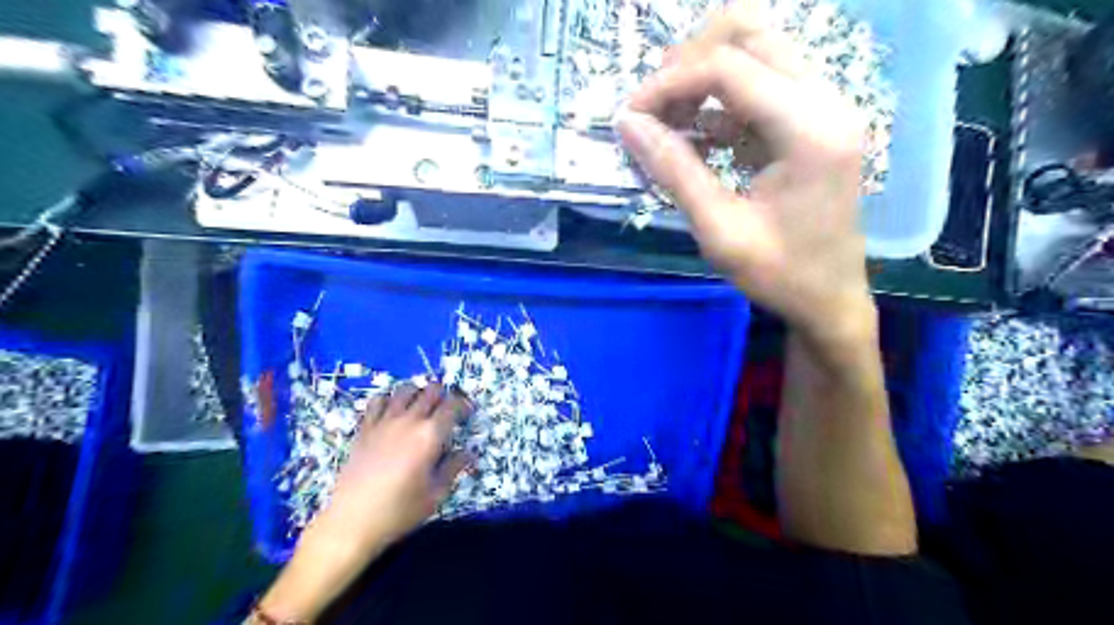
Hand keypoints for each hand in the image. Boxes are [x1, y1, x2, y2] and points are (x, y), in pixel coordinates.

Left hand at [258, 384, 468, 622]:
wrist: (351, 522)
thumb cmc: (399, 511)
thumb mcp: (436, 494)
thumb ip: (454, 467)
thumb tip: (469, 452)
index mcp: (430, 435)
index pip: (452, 406)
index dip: (464, 405)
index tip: (468, 412)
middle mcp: (409, 421)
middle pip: (431, 391)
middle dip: (444, 395)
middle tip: (447, 410)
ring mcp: (384, 422)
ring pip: (405, 390)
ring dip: (418, 393)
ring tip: (421, 407)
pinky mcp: (365, 428)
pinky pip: (378, 401)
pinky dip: (389, 400)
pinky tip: (392, 412)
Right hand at [619, 0, 870, 341]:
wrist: (830, 299)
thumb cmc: (779, 274)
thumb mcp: (719, 230)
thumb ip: (674, 171)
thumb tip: (627, 124)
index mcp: (809, 129)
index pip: (728, 68)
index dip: (669, 83)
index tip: (630, 115)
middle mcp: (825, 100)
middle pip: (748, 35)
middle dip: (687, 62)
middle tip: (652, 108)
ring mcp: (824, 106)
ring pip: (755, 50)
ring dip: (703, 75)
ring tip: (668, 120)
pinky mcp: (813, 120)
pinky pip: (761, 83)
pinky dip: (720, 99)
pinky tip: (696, 134)